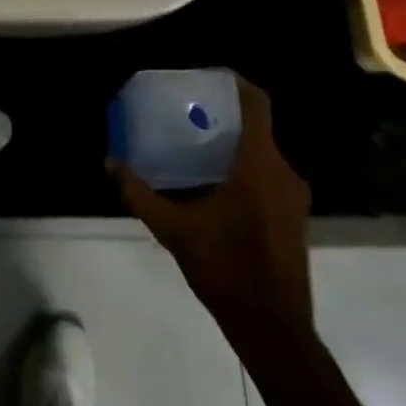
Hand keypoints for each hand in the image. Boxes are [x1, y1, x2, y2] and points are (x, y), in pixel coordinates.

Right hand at [113, 76, 313, 334]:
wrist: (274, 329)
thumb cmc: (226, 269)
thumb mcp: (174, 230)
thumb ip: (140, 193)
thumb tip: (110, 162)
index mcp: (260, 164)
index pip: (257, 104)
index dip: (235, 82)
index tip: (206, 76)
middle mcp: (284, 172)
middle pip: (258, 126)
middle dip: (225, 113)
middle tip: (189, 110)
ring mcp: (294, 196)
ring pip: (264, 151)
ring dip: (235, 141)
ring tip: (197, 142)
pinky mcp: (295, 216)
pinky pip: (270, 173)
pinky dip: (246, 165)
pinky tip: (216, 181)